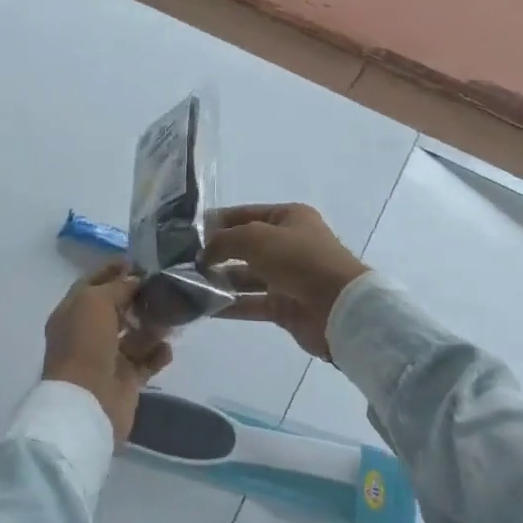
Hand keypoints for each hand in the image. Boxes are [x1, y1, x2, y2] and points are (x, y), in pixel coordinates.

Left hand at [43, 263, 174, 444]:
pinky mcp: (125, 380)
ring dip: (152, 325)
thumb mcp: (95, 302)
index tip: (138, 260)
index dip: (113, 270)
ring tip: (172, 316)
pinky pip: (146, 362)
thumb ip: (117, 287)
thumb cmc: (85, 344)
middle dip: (138, 297)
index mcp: (72, 312)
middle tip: (164, 286)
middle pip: (116, 308)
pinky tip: (167, 348)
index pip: (93, 283)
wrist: (86, 403)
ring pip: (134, 335)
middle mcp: (87, 333)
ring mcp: (106, 358)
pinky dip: (157, 354)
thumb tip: (135, 279)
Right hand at [200, 203, 366, 359]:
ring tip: (187, 285)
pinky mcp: (285, 307)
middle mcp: (288, 244)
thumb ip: (224, 241)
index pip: (245, 215)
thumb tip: (203, 252)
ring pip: (246, 276)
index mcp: (288, 218)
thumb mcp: (256, 238)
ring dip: (219, 280)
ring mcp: (287, 277)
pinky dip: (229, 305)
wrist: (340, 307)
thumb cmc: (299, 260)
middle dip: (215, 253)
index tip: (187, 233)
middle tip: (182, 262)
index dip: (217, 222)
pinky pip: (251, 303)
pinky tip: (203, 307)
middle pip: (244, 246)